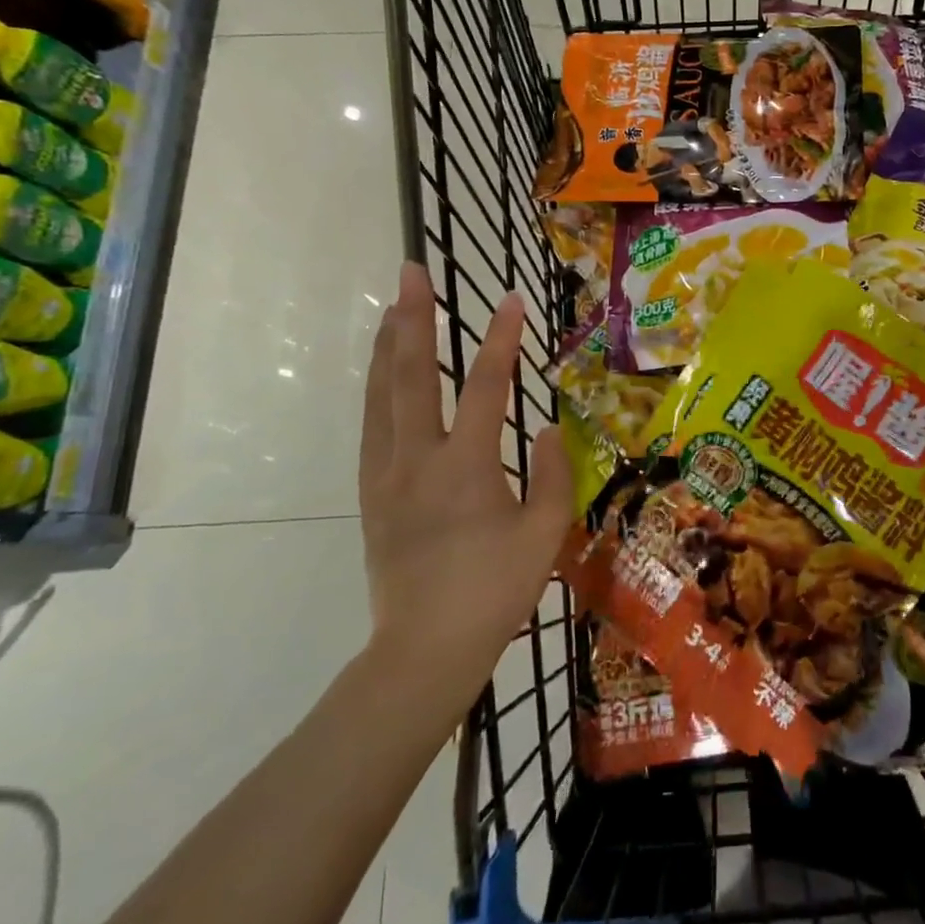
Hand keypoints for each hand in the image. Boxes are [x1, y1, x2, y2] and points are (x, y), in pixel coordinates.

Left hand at [358, 263, 571, 692]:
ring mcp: (386, 475)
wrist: (424, 651)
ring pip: (380, 395)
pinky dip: (377, 386)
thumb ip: (552, 473)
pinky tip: (383, 373)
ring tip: (392, 306)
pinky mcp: (372, 493)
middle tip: (411, 272)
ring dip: (387, 345)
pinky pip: (372, 425)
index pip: (486, 387)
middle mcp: (417, 459)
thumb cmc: (494, 591)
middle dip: (413, 317)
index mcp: (465, 466)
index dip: (501, 340)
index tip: (511, 300)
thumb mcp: (544, 533)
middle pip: (411, 374)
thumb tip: (547, 427)